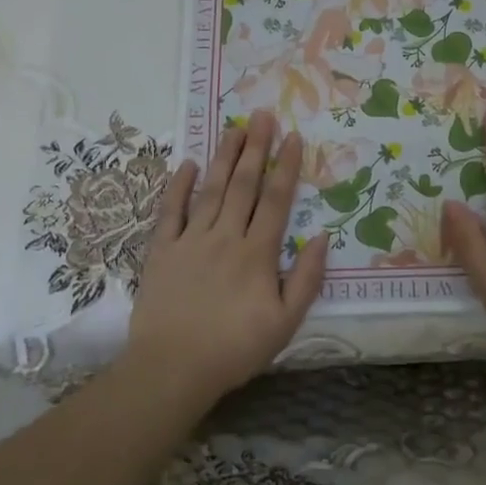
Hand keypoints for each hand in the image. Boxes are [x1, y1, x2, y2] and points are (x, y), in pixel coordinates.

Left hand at [126, 111, 327, 401]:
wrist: (172, 369)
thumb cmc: (235, 349)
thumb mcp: (286, 323)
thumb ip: (307, 278)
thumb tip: (323, 236)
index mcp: (257, 253)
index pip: (276, 200)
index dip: (286, 167)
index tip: (293, 137)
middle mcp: (226, 237)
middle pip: (244, 185)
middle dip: (256, 148)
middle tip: (263, 115)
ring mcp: (191, 240)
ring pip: (210, 190)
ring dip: (224, 157)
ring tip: (234, 128)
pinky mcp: (163, 251)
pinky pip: (170, 211)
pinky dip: (178, 186)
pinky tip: (186, 163)